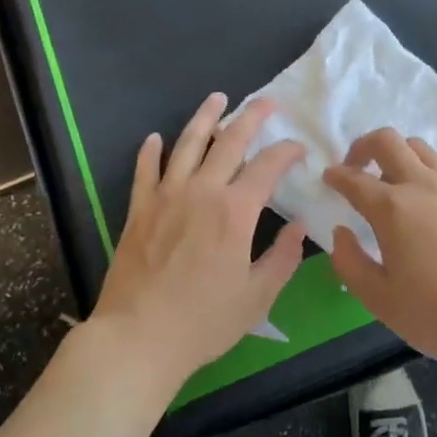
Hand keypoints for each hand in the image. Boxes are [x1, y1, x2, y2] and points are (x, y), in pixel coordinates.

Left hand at [90, 94, 306, 383]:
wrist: (137, 338)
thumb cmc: (203, 322)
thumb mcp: (257, 297)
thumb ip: (283, 258)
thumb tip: (298, 226)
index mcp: (235, 211)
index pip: (268, 166)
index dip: (287, 152)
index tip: (299, 148)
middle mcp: (202, 192)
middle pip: (229, 141)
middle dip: (252, 117)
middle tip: (266, 102)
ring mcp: (166, 197)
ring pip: (187, 144)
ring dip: (205, 118)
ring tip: (217, 98)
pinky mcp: (139, 210)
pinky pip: (145, 170)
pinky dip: (151, 151)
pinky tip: (155, 137)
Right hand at [324, 130, 436, 367]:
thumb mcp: (380, 299)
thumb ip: (350, 263)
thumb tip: (341, 233)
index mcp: (392, 208)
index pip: (354, 179)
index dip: (335, 176)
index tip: (328, 178)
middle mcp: (421, 184)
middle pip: (387, 141)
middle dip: (363, 147)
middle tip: (355, 168)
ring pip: (417, 147)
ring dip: (396, 154)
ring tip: (390, 182)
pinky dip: (422, 169)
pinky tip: (423, 199)